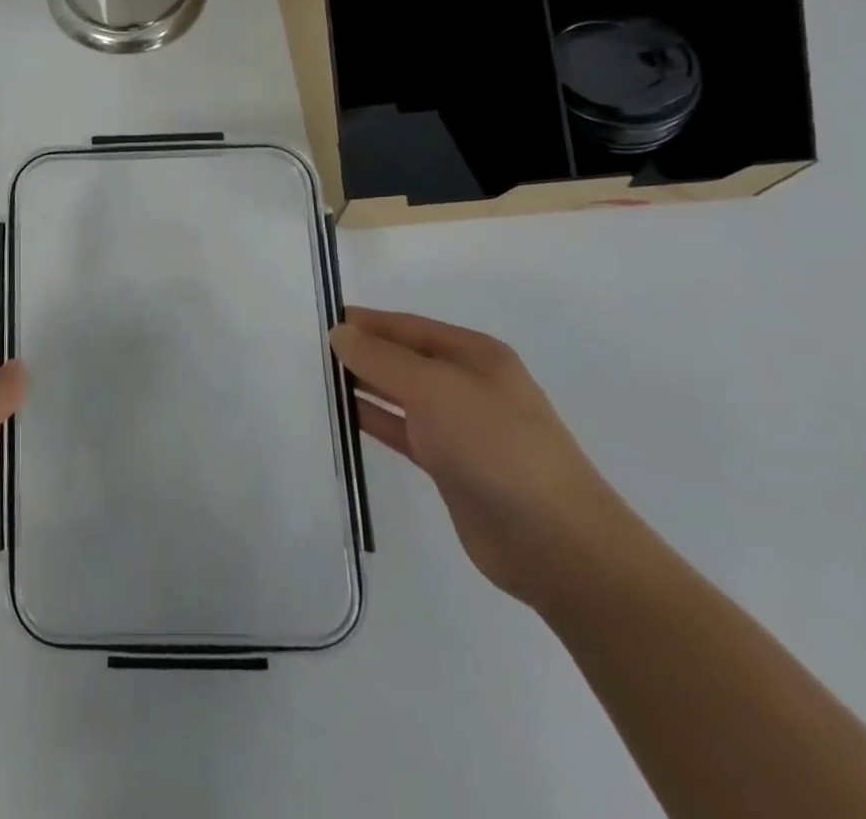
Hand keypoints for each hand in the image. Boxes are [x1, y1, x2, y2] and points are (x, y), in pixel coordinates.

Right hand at [331, 307, 638, 609]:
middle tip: (311, 354)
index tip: (321, 323)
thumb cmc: (494, 444)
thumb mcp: (432, 388)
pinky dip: (374, 421)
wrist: (554, 542)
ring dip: (364, 387)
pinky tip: (343, 418)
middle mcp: (468, 385)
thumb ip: (380, 358)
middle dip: (362, 354)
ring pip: (400, 396)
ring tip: (318, 382)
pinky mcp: (450, 466)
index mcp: (475, 354)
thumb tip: (340, 334)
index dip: (367, 323)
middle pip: (404, 359)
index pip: (408, 326)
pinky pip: (402, 431)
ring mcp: (461, 427)